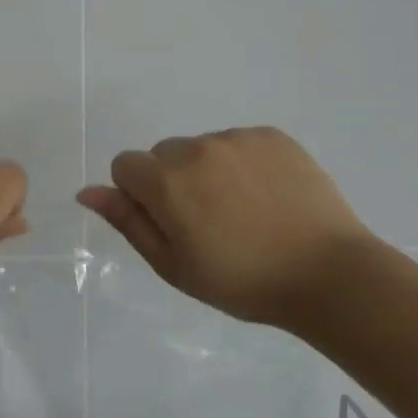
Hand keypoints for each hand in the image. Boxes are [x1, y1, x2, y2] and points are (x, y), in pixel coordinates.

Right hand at [76, 127, 374, 326]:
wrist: (330, 276)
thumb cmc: (242, 281)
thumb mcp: (173, 265)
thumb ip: (128, 222)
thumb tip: (87, 192)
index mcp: (165, 181)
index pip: (125, 166)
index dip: (139, 196)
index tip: (170, 224)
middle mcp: (195, 148)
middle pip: (163, 155)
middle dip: (173, 181)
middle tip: (208, 222)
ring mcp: (236, 138)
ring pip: (201, 148)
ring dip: (208, 171)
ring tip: (244, 211)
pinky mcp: (272, 136)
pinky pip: (238, 143)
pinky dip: (243, 163)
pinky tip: (267, 196)